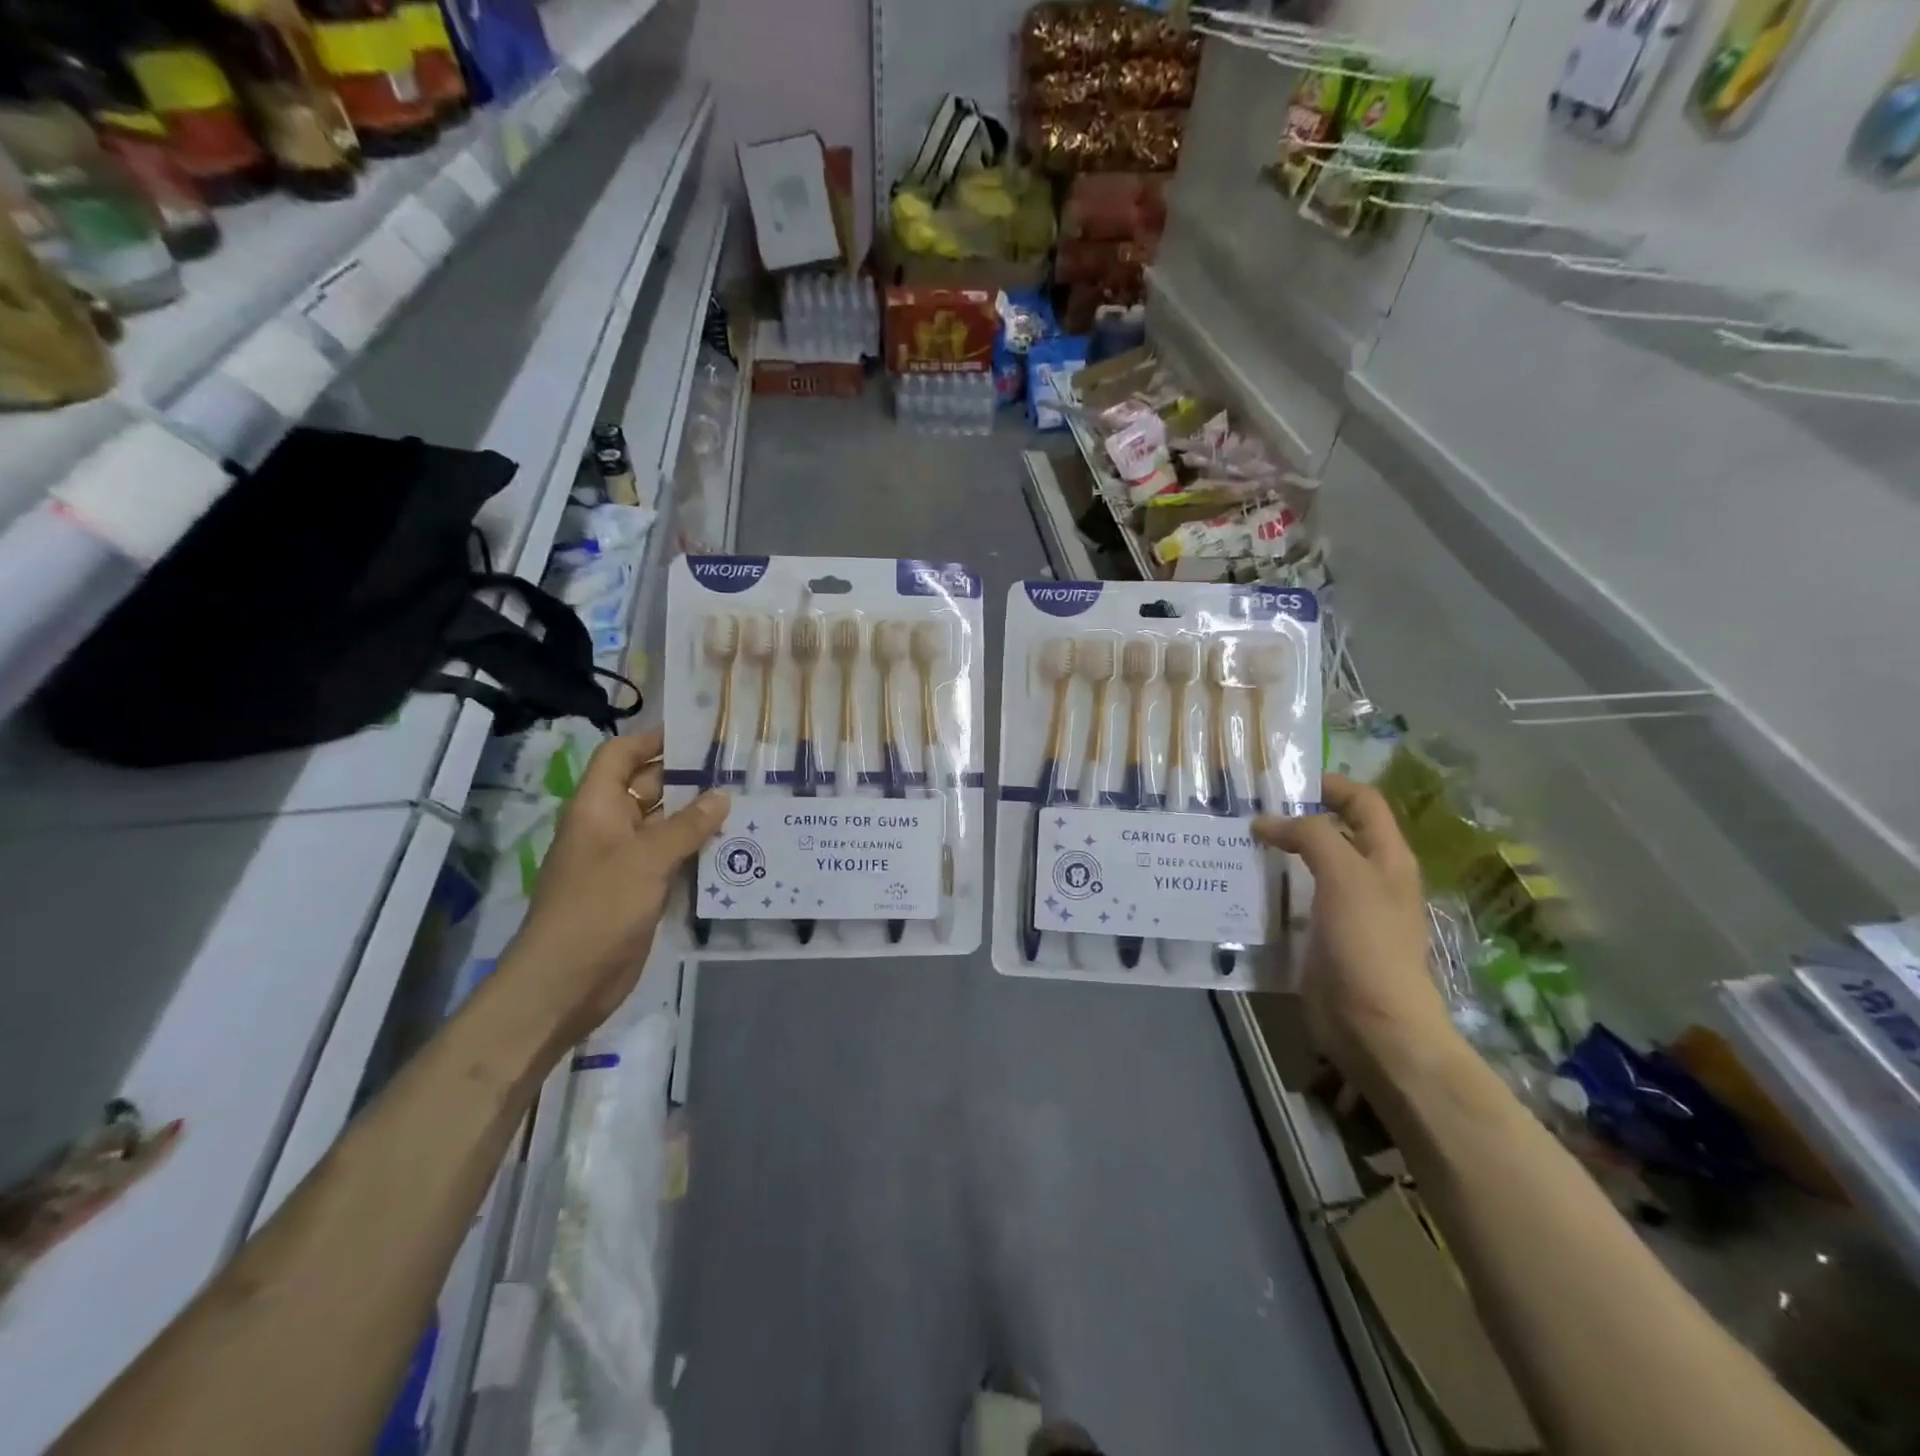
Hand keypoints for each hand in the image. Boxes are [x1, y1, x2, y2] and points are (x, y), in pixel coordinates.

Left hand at [503, 728, 726, 1046]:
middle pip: (648, 788)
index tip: (698, 733)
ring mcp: (626, 860)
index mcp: (597, 808)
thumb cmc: (597, 908)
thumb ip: (687, 826)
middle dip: (688, 778)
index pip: (621, 756)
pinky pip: (673, 859)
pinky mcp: (641, 890)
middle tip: (738, 768)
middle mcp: (610, 827)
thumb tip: (722, 795)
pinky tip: (735, 848)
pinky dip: (698, 851)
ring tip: (747, 803)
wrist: (566, 982)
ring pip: (665, 826)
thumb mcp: (645, 859)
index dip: (653, 740)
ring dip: (699, 817)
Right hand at [1253, 774, 1459, 1089]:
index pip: (1364, 802)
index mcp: (1387, 857)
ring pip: (1310, 866)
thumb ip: (1311, 836)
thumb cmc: (1367, 941)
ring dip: (1279, 853)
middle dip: (1296, 817)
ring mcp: (1346, 909)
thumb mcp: (1344, 875)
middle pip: (1335, 831)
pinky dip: (1272, 887)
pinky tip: (1244, 886)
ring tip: (1237, 844)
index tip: (1284, 781)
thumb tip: (1266, 822)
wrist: (1374, 1023)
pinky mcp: (1323, 937)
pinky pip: (1295, 900)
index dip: (1331, 784)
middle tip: (1248, 811)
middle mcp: (1369, 878)